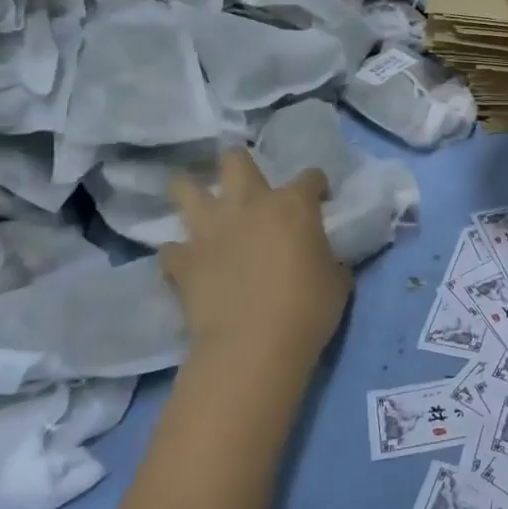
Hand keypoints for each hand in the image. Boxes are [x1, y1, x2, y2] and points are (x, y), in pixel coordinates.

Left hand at [162, 149, 350, 368]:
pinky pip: (171, 248)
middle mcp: (248, 204)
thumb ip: (327, 257)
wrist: (253, 347)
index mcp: (293, 205)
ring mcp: (210, 230)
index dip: (317, 185)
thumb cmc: (306, 310)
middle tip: (248, 184)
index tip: (320, 199)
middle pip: (236, 161)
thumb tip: (320, 257)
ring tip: (199, 202)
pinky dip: (179, 253)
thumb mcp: (336, 280)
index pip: (310, 177)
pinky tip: (186, 262)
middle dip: (240, 164)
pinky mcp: (183, 261)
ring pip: (186, 188)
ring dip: (191, 191)